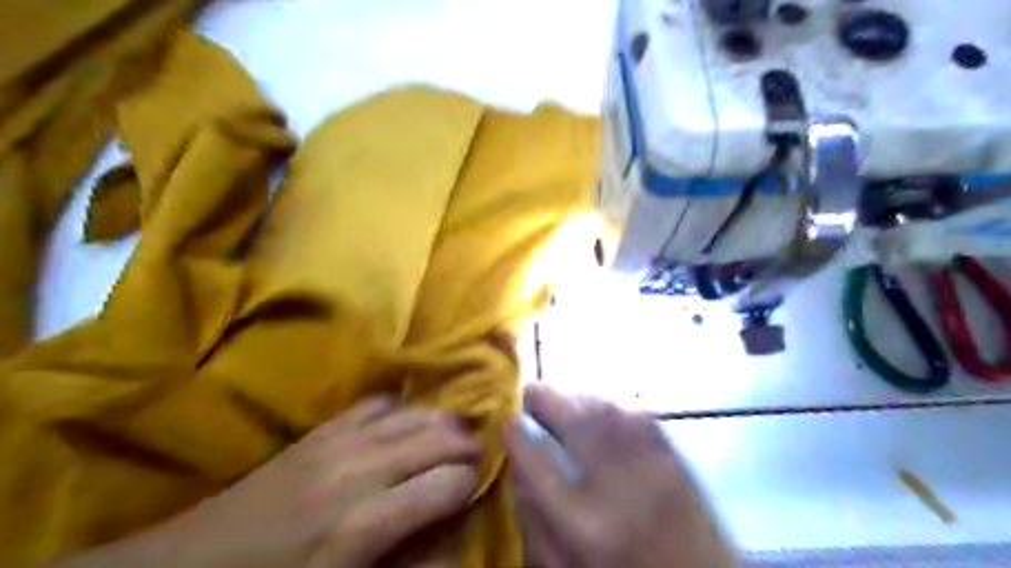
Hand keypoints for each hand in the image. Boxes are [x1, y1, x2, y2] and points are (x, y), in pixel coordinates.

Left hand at [157, 397, 484, 567]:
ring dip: (442, 421)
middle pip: (436, 439)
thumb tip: (454, 547)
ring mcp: (339, 441)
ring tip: (455, 433)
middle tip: (478, 455)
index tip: (475, 491)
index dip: (469, 485)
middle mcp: (360, 470)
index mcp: (365, 524)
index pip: (446, 484)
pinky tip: (408, 418)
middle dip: (466, 445)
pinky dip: (403, 407)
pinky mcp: (322, 429)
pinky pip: (377, 402)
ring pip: (414, 413)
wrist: (194, 562)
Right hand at [504, 387, 735, 567]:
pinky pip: (637, 413)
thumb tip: (518, 468)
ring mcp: (653, 466)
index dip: (514, 432)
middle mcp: (618, 485)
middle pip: (574, 419)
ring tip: (561, 402)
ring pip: (606, 408)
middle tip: (529, 393)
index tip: (505, 421)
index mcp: (582, 524)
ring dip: (576, 397)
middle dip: (544, 397)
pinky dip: (610, 403)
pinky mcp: (678, 458)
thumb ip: (535, 523)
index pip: (535, 458)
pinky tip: (600, 409)